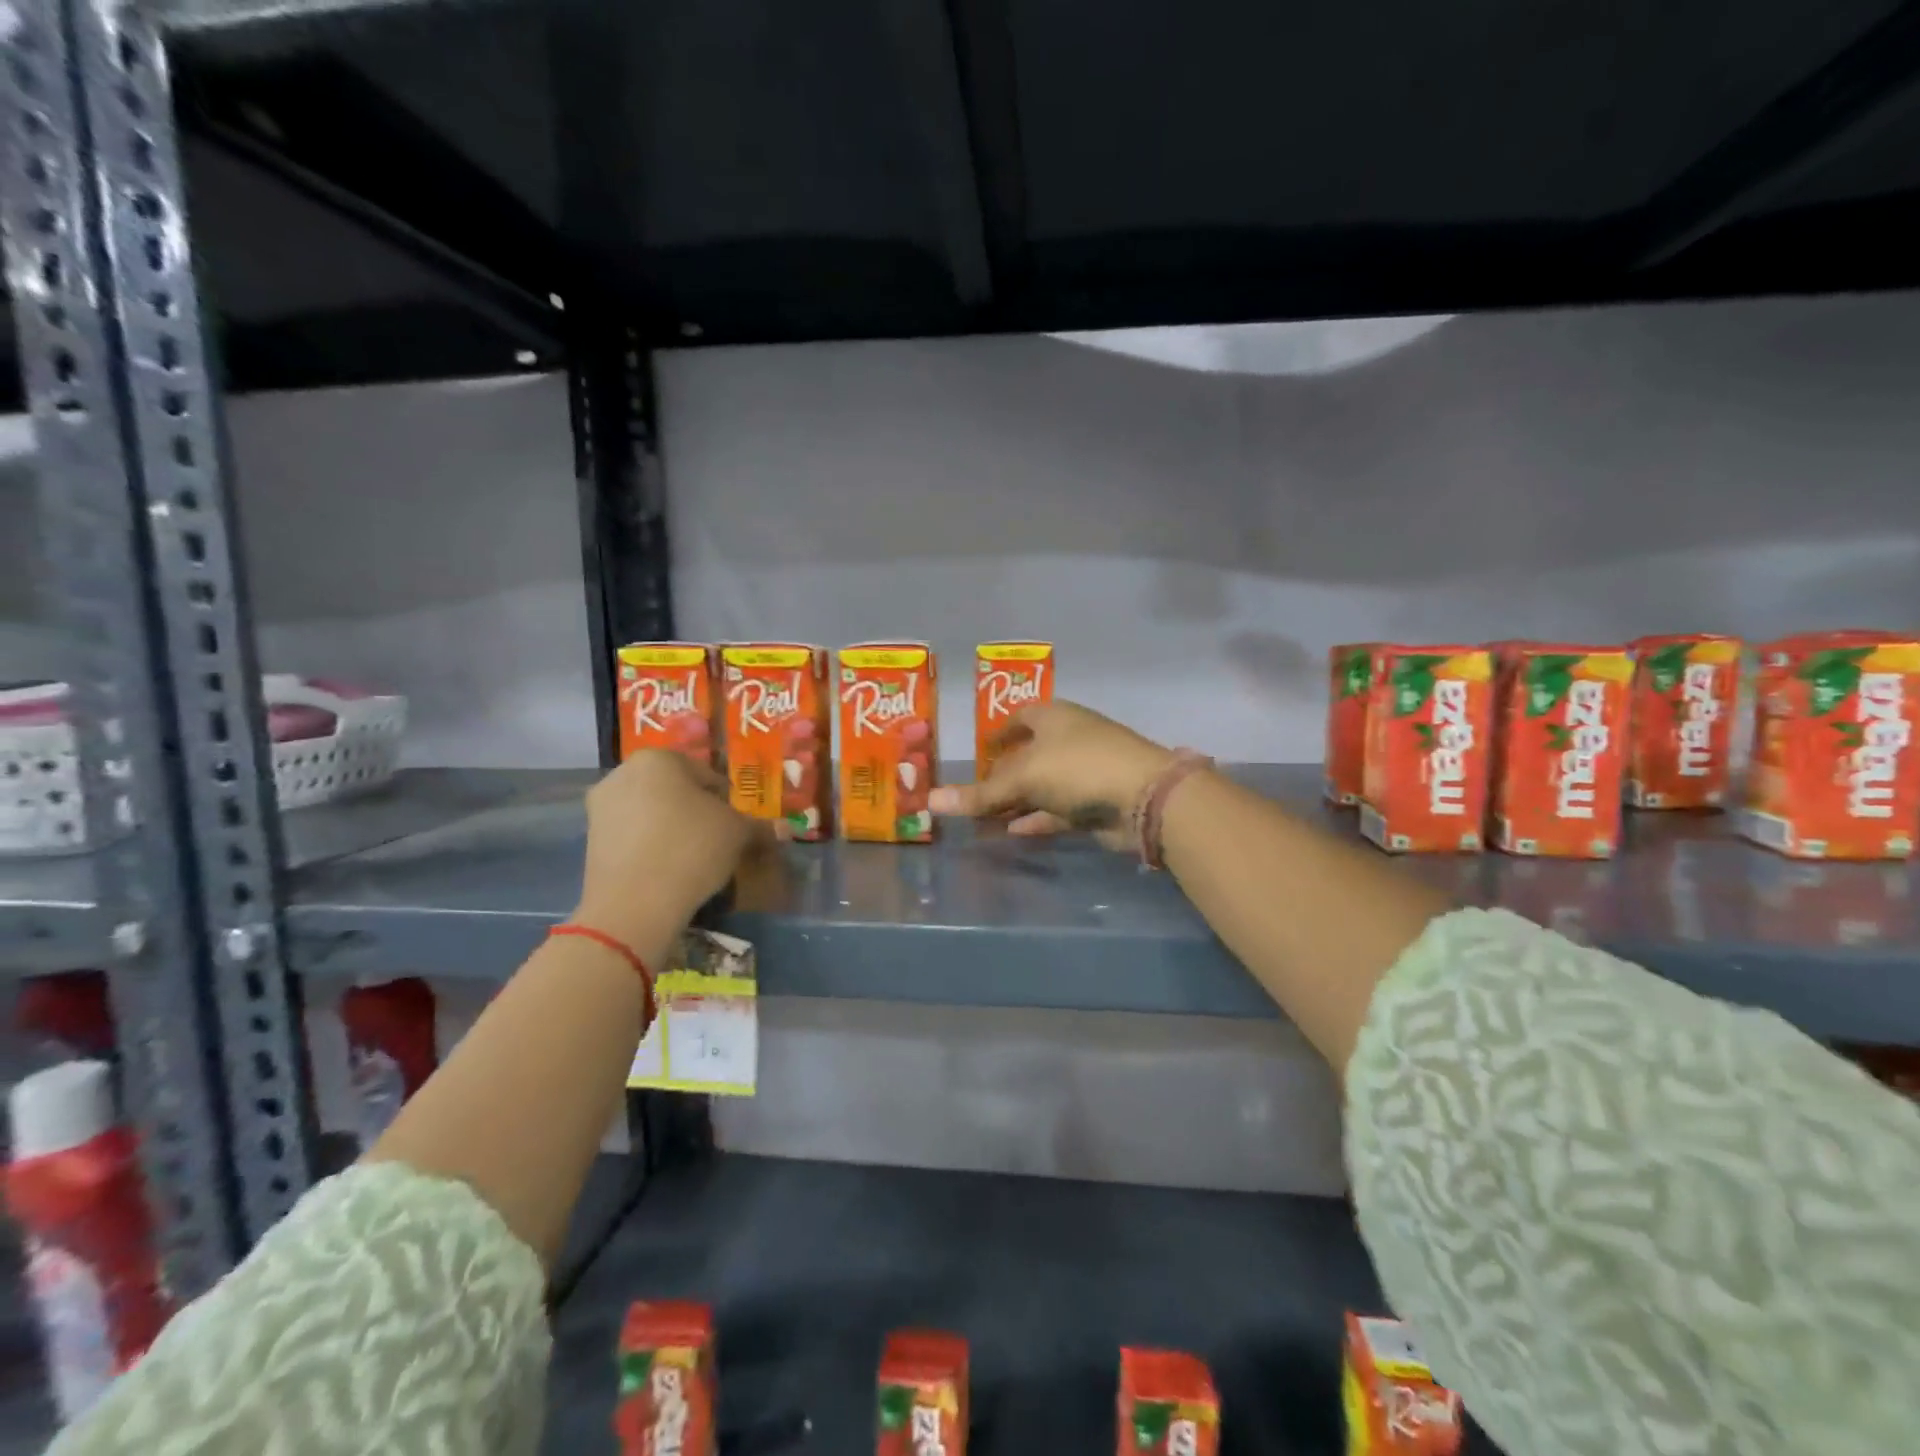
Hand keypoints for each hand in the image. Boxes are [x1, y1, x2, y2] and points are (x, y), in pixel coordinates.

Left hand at [574, 751, 768, 949]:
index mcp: (659, 759)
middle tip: (717, 841)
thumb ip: (760, 827)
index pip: (707, 776)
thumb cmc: (692, 849)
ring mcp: (601, 807)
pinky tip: (668, 870)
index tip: (736, 826)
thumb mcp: (738, 834)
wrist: (634, 905)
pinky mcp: (590, 841)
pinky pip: (633, 836)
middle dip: (696, 812)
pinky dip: (651, 847)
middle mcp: (623, 773)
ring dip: (673, 829)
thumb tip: (785, 829)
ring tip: (694, 859)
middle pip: (675, 791)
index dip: (727, 801)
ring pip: (651, 813)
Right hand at [927, 700, 1174, 849]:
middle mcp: (1070, 739)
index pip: (1018, 718)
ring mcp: (1085, 771)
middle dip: (1002, 775)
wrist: (1145, 797)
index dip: (997, 734)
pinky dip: (1036, 819)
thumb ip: (980, 793)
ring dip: (1017, 801)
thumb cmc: (1078, 768)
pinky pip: (1057, 809)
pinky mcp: (1096, 802)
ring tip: (985, 819)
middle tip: (973, 794)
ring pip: (1043, 786)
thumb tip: (931, 802)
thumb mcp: (1023, 777)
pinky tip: (1012, 831)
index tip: (978, 753)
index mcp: (1053, 717)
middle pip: (1028, 755)